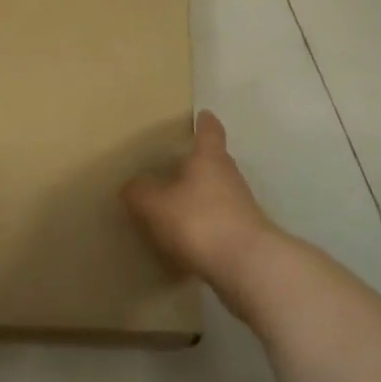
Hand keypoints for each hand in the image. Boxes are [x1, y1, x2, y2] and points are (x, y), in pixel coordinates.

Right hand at [122, 111, 278, 291]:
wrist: (248, 267)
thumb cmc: (200, 221)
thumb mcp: (157, 205)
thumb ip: (141, 192)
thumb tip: (132, 185)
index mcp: (210, 159)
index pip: (210, 131)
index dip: (205, 122)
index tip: (203, 114)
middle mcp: (229, 176)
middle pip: (215, 161)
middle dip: (199, 161)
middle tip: (178, 162)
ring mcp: (241, 207)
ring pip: (219, 192)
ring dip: (202, 195)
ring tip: (178, 202)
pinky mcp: (245, 235)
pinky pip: (221, 222)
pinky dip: (206, 224)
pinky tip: (189, 238)